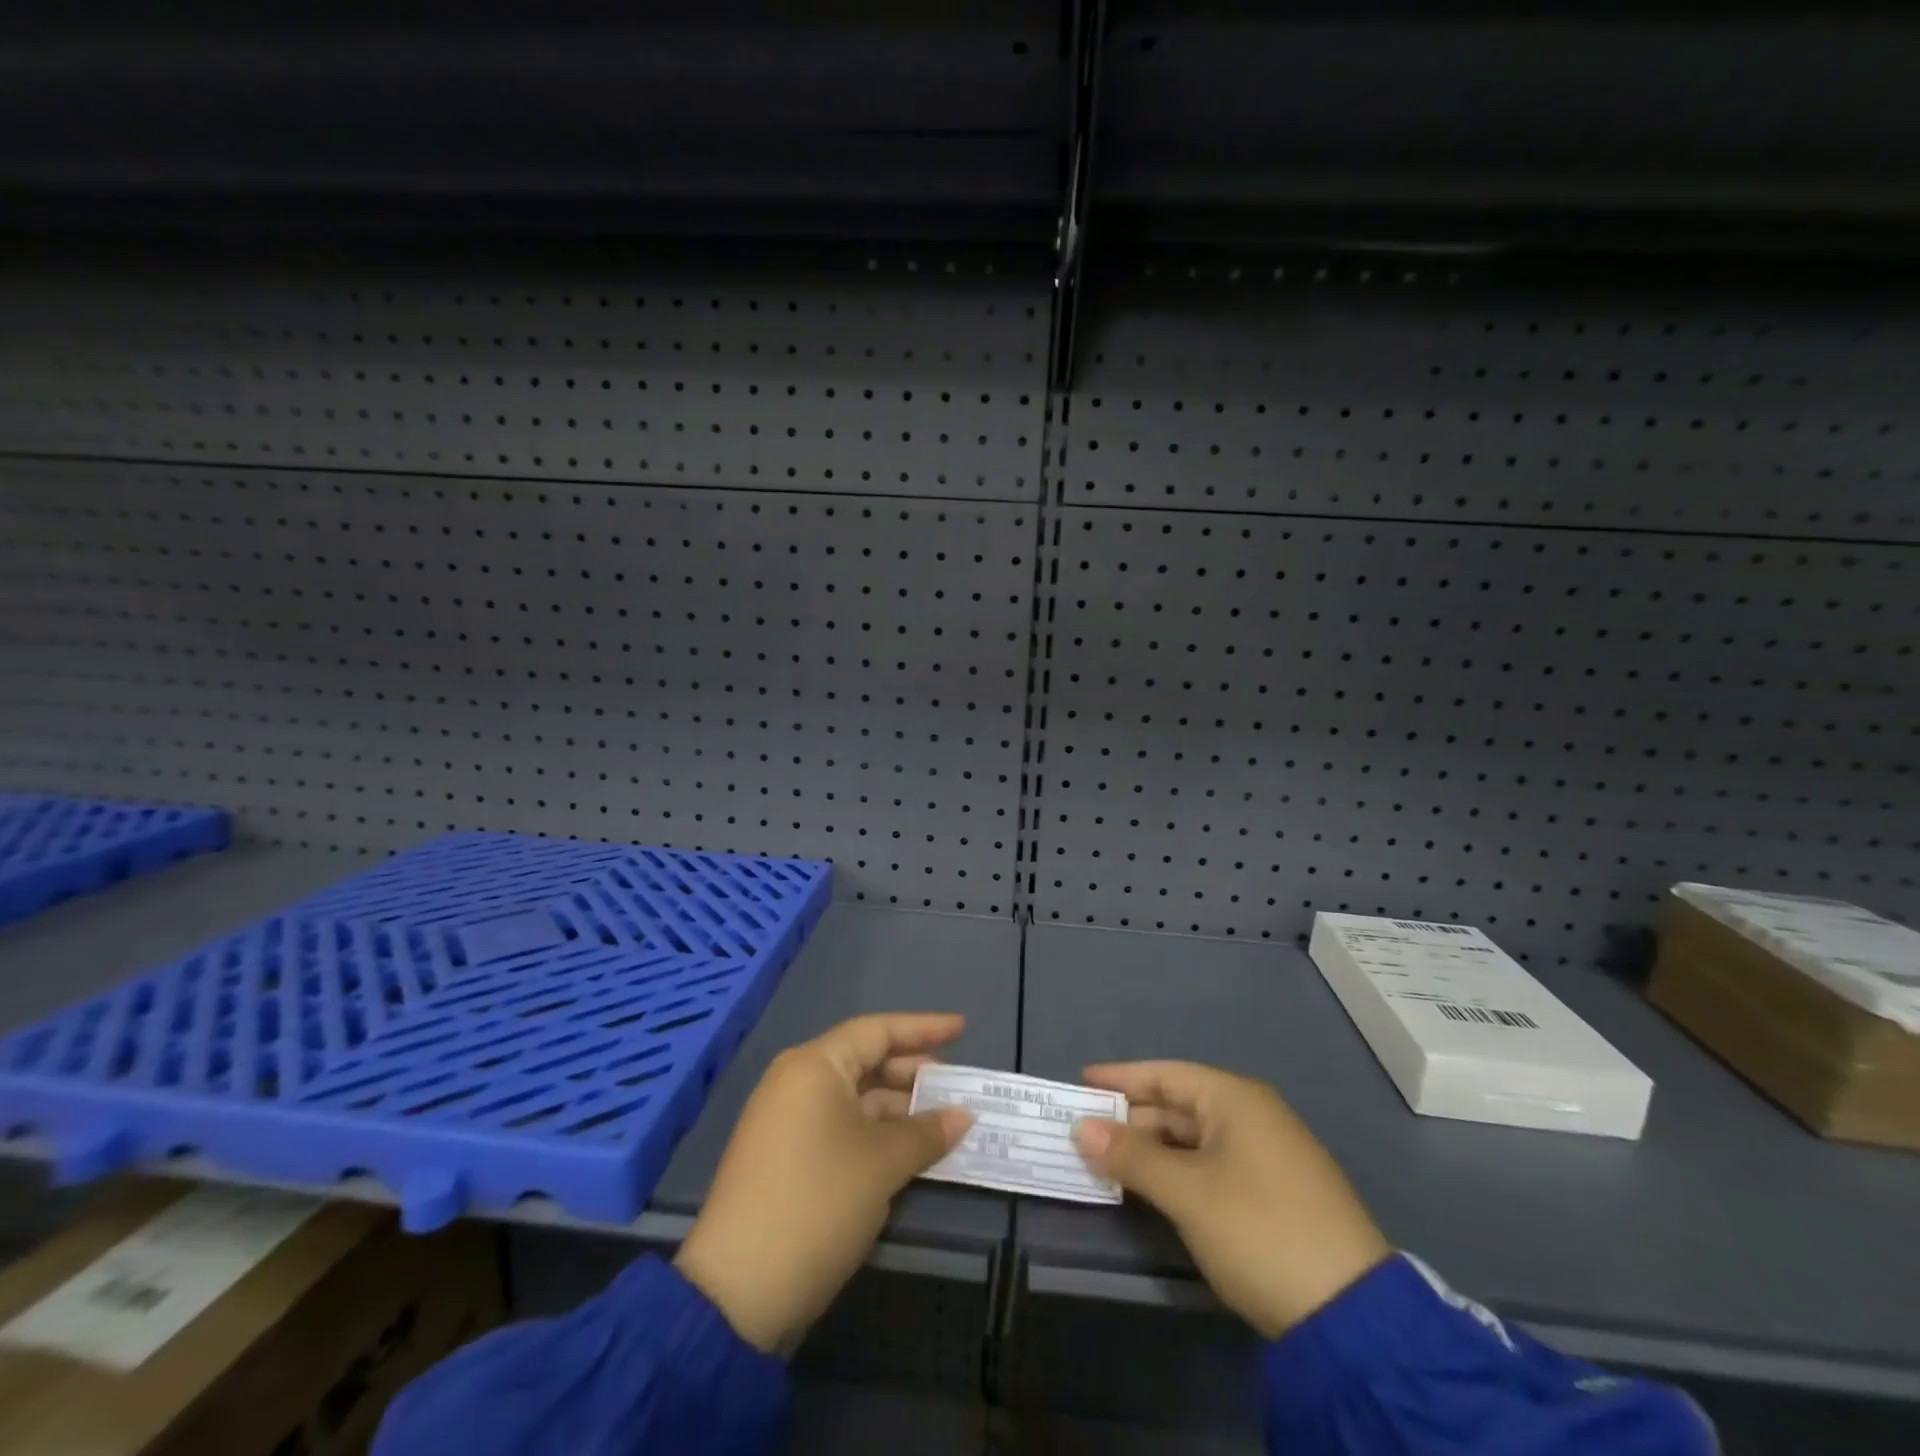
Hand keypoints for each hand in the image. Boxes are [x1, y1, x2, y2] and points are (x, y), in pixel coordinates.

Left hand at [673, 1013, 972, 1352]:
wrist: (736, 1293)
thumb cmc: (818, 1203)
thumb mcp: (882, 1164)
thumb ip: (927, 1132)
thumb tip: (963, 1116)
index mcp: (815, 1066)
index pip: (877, 1031)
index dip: (923, 1028)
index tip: (961, 1028)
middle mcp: (797, 1082)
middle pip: (866, 1062)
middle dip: (913, 1074)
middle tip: (956, 1089)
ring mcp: (787, 1121)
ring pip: (855, 1099)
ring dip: (898, 1110)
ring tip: (942, 1126)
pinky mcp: (785, 1158)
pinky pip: (841, 1128)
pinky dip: (876, 1134)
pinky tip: (907, 1153)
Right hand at [1073, 1061, 1389, 1339]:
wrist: (1353, 1317)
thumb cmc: (1259, 1230)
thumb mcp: (1187, 1192)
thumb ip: (1132, 1156)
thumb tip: (1082, 1127)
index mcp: (1235, 1099)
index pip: (1165, 1074)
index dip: (1121, 1078)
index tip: (1081, 1083)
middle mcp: (1252, 1116)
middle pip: (1178, 1106)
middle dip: (1131, 1119)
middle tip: (1084, 1133)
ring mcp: (1267, 1156)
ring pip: (1193, 1140)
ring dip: (1152, 1150)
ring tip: (1108, 1163)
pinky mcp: (1274, 1194)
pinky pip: (1210, 1166)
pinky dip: (1177, 1172)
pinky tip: (1152, 1190)